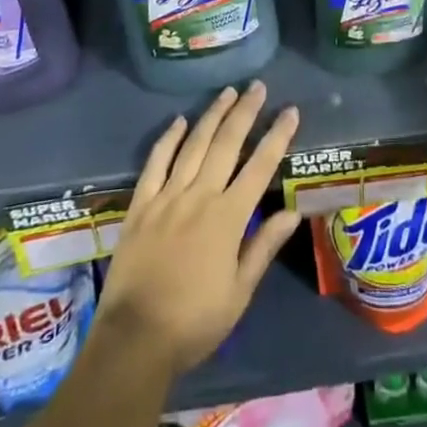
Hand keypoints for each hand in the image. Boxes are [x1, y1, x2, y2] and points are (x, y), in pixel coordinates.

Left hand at [94, 82, 301, 376]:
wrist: (135, 340)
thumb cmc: (194, 322)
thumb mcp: (239, 293)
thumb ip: (263, 247)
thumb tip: (292, 212)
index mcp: (228, 218)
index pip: (260, 167)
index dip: (277, 136)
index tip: (291, 111)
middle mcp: (199, 196)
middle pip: (227, 144)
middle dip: (245, 112)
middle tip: (258, 86)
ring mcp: (167, 196)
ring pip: (194, 145)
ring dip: (212, 115)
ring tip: (228, 92)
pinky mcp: (141, 204)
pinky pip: (156, 162)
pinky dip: (169, 138)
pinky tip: (180, 120)